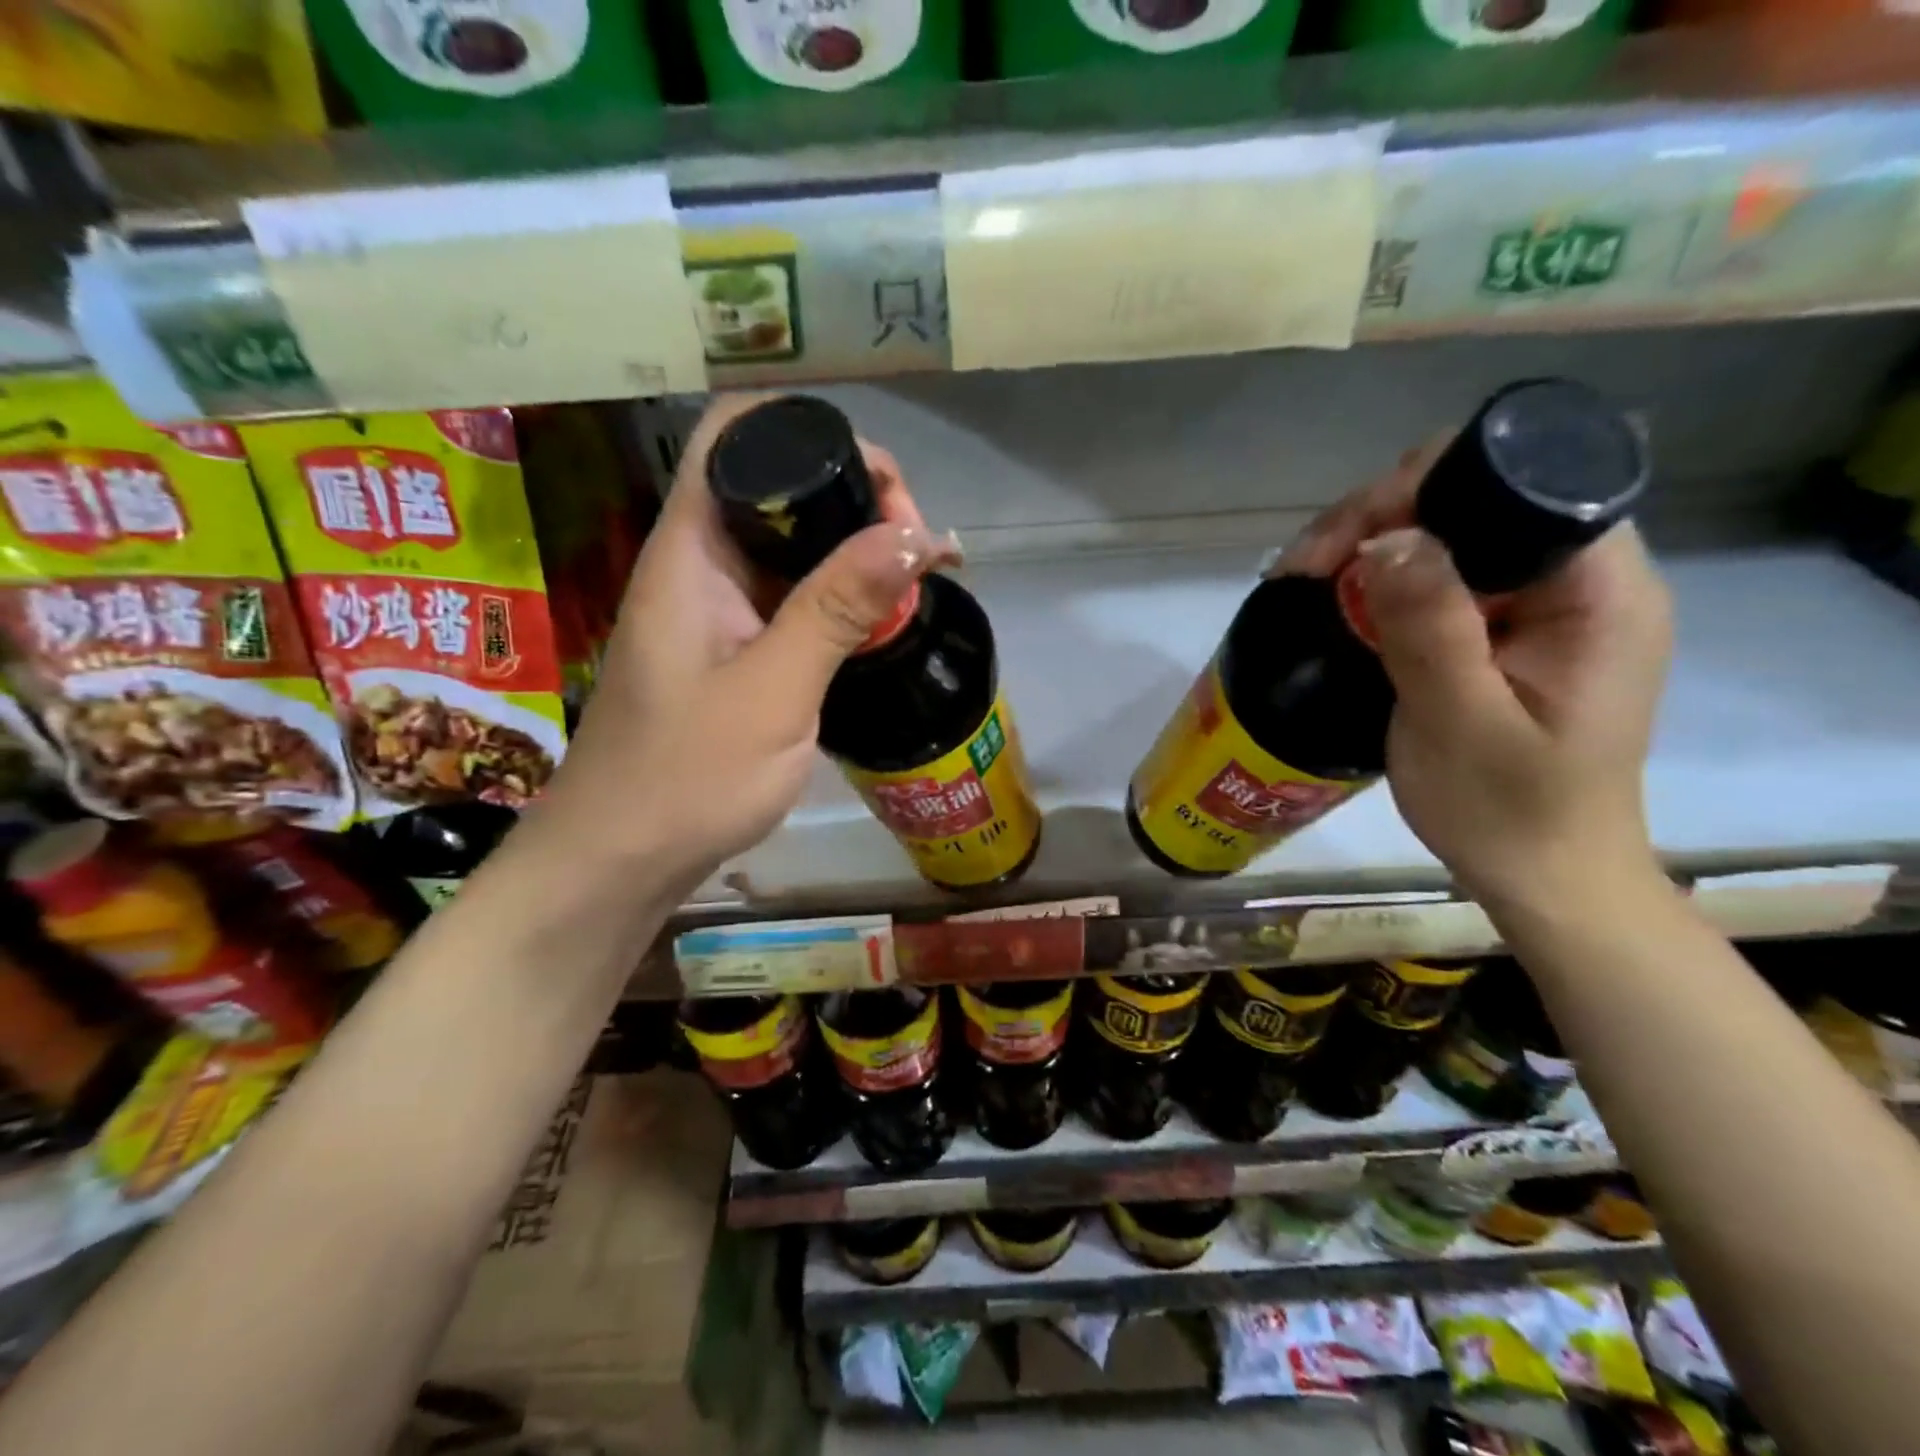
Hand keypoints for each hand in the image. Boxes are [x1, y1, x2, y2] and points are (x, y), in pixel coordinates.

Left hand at [536, 394, 956, 893]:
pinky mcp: (734, 647)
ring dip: (856, 553)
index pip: (738, 431)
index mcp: (691, 549)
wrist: (622, 859)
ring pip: (793, 544)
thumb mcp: (774, 691)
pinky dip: (842, 599)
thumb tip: (917, 535)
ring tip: (915, 584)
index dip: (814, 431)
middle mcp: (700, 562)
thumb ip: (838, 608)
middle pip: (778, 483)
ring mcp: (717, 606)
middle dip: (856, 498)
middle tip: (917, 550)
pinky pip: (794, 597)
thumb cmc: (686, 777)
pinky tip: (882, 624)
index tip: (885, 490)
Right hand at [1284, 442, 1673, 912]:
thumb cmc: (1509, 813)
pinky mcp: (1508, 631)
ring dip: (1372, 549)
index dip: (1426, 489)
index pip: (1520, 485)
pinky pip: (1444, 578)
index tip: (1346, 540)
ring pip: (1451, 535)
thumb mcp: (1461, 724)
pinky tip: (1339, 604)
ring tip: (1305, 582)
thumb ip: (1431, 629)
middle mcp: (1581, 582)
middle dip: (1381, 518)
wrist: (1543, 878)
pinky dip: (1384, 583)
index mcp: (1600, 593)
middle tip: (1305, 569)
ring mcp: (1543, 606)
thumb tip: (1386, 539)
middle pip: (1478, 499)